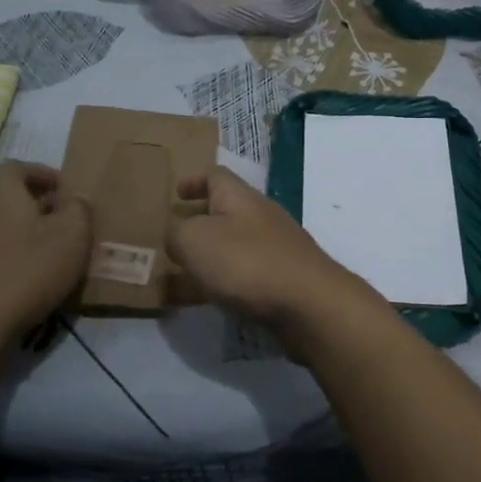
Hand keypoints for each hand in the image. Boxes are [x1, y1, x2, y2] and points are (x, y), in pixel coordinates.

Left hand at [0, 162, 89, 336]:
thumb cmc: (28, 271)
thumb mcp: (73, 236)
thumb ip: (78, 208)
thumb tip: (73, 198)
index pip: (20, 167)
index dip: (44, 175)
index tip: (64, 191)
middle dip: (24, 199)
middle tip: (50, 218)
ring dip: (2, 224)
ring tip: (25, 243)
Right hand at [167, 166, 371, 332]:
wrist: (309, 304)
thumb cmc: (247, 262)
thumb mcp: (195, 240)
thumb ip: (177, 234)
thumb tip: (178, 237)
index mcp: (240, 197)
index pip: (216, 176)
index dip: (194, 180)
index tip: (176, 191)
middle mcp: (260, 217)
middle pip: (225, 212)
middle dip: (197, 223)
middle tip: (171, 239)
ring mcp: (275, 250)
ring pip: (232, 248)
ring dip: (206, 258)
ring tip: (177, 276)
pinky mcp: (282, 281)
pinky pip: (243, 277)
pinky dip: (221, 284)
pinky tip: (204, 303)